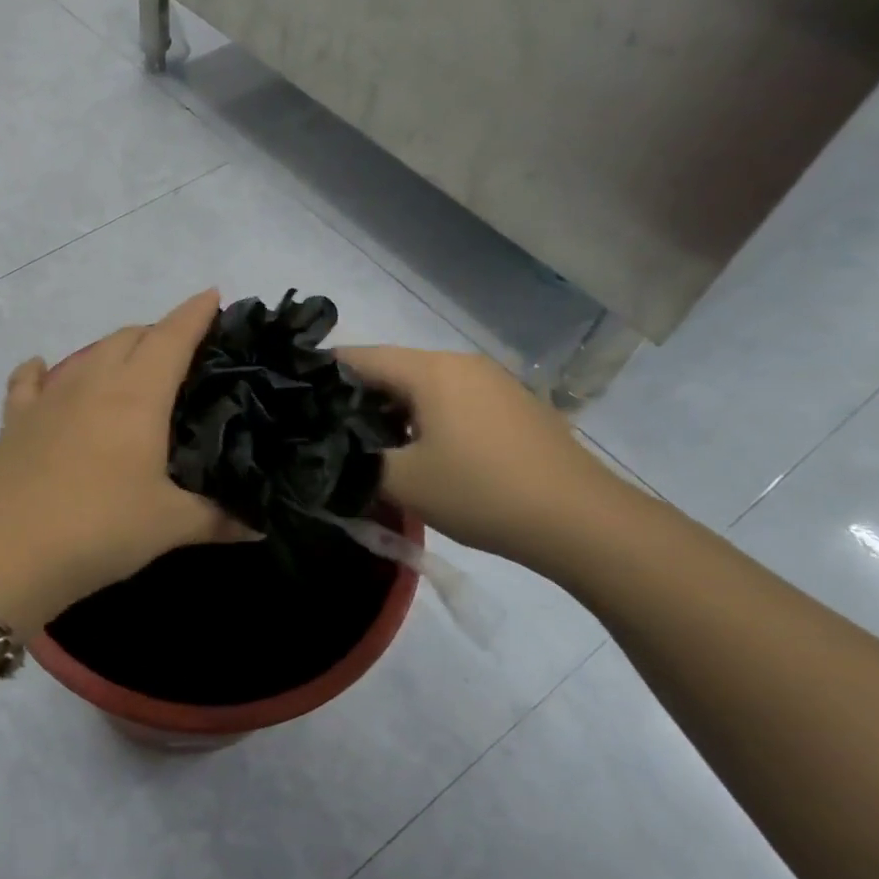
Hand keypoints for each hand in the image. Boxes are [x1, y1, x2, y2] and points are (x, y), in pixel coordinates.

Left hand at [0, 290, 247, 634]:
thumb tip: (260, 525)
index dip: (195, 314)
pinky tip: (43, 371)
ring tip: (130, 368)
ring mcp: (49, 397)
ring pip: (87, 353)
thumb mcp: (168, 526)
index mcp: (137, 396)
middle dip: (158, 334)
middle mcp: (93, 382)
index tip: (213, 296)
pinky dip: (41, 371)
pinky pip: (29, 381)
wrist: (7, 553)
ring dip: (113, 350)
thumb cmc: (100, 529)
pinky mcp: (16, 419)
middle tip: (181, 354)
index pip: (172, 337)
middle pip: (129, 337)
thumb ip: (218, 520)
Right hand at [337, 346, 630, 570]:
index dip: (321, 375)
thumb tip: (330, 451)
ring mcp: (492, 382)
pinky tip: (422, 452)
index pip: (358, 357)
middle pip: (392, 369)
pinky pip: (453, 400)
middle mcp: (460, 363)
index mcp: (430, 369)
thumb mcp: (404, 482)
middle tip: (327, 431)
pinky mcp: (513, 406)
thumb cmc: (483, 492)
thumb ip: (356, 461)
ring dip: (393, 410)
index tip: (294, 398)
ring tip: (370, 446)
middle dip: (356, 397)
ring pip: (423, 386)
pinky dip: (427, 418)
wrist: (583, 521)